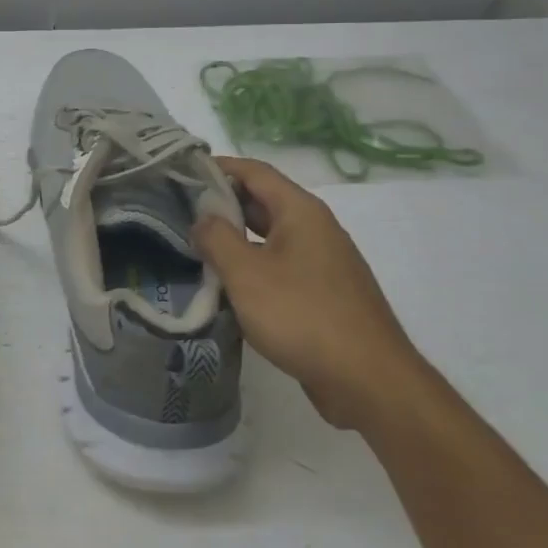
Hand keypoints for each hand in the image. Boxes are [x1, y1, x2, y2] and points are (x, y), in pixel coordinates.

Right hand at [192, 156, 425, 431]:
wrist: (369, 381)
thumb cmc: (303, 315)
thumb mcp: (246, 273)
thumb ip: (216, 238)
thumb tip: (202, 218)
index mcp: (300, 211)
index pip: (254, 171)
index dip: (218, 167)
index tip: (181, 172)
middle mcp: (315, 228)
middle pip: (262, 201)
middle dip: (222, 203)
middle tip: (179, 211)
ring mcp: (323, 262)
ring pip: (269, 237)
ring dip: (235, 238)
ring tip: (194, 246)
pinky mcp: (323, 293)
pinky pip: (280, 266)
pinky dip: (252, 266)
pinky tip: (227, 285)